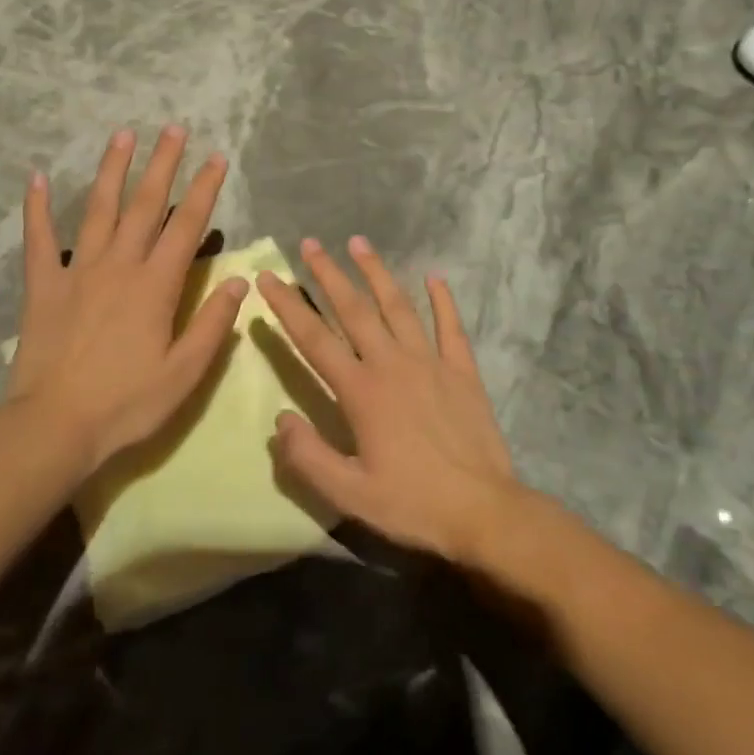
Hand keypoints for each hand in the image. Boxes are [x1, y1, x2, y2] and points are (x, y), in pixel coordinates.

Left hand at [8, 126, 246, 476]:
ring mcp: (78, 272)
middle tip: (173, 128)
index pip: (187, 226)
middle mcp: (119, 266)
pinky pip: (39, 240)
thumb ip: (212, 324)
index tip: (216, 158)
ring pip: (98, 210)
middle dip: (163, 164)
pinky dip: (37, 208)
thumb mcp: (184, 373)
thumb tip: (240, 281)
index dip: (204, 190)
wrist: (55, 426)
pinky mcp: (44, 286)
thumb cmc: (127, 403)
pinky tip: (36, 177)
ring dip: (112, 170)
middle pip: (145, 205)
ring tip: (123, 135)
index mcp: (156, 285)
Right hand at [256, 237, 518, 562]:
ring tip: (359, 243)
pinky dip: (443, 300)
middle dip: (329, 274)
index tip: (269, 277)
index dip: (288, 306)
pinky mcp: (462, 371)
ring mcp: (431, 362)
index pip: (315, 339)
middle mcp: (393, 364)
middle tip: (310, 244)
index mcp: (361, 391)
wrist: (483, 511)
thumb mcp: (349, 493)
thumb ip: (308, 456)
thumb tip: (280, 420)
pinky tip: (435, 277)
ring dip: (377, 273)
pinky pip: (450, 327)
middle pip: (355, 310)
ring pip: (399, 307)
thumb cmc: (412, 504)